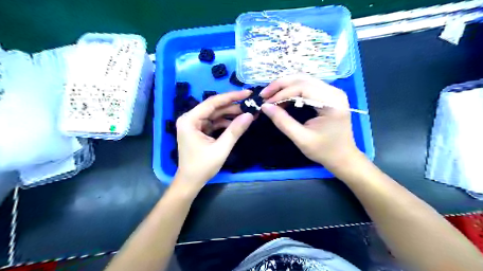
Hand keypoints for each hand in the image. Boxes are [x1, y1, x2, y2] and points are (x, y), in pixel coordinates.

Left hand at [176, 90, 254, 190]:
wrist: (190, 182)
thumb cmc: (202, 167)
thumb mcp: (221, 149)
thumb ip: (235, 131)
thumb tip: (250, 115)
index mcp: (190, 120)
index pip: (212, 102)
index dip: (231, 96)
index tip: (247, 93)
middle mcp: (190, 119)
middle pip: (214, 107)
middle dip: (233, 106)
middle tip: (251, 104)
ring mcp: (194, 124)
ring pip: (215, 114)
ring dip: (231, 114)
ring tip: (248, 113)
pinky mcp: (199, 130)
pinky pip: (214, 122)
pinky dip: (226, 122)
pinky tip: (238, 122)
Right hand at [261, 75, 357, 169]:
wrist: (343, 157)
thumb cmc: (324, 151)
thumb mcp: (301, 138)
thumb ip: (282, 121)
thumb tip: (264, 107)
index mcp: (331, 102)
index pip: (302, 88)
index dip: (281, 93)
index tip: (266, 103)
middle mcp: (334, 91)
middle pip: (303, 79)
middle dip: (280, 85)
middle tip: (264, 95)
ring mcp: (332, 92)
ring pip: (303, 80)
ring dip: (285, 86)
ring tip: (270, 96)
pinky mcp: (328, 95)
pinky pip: (307, 86)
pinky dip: (292, 90)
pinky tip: (282, 98)